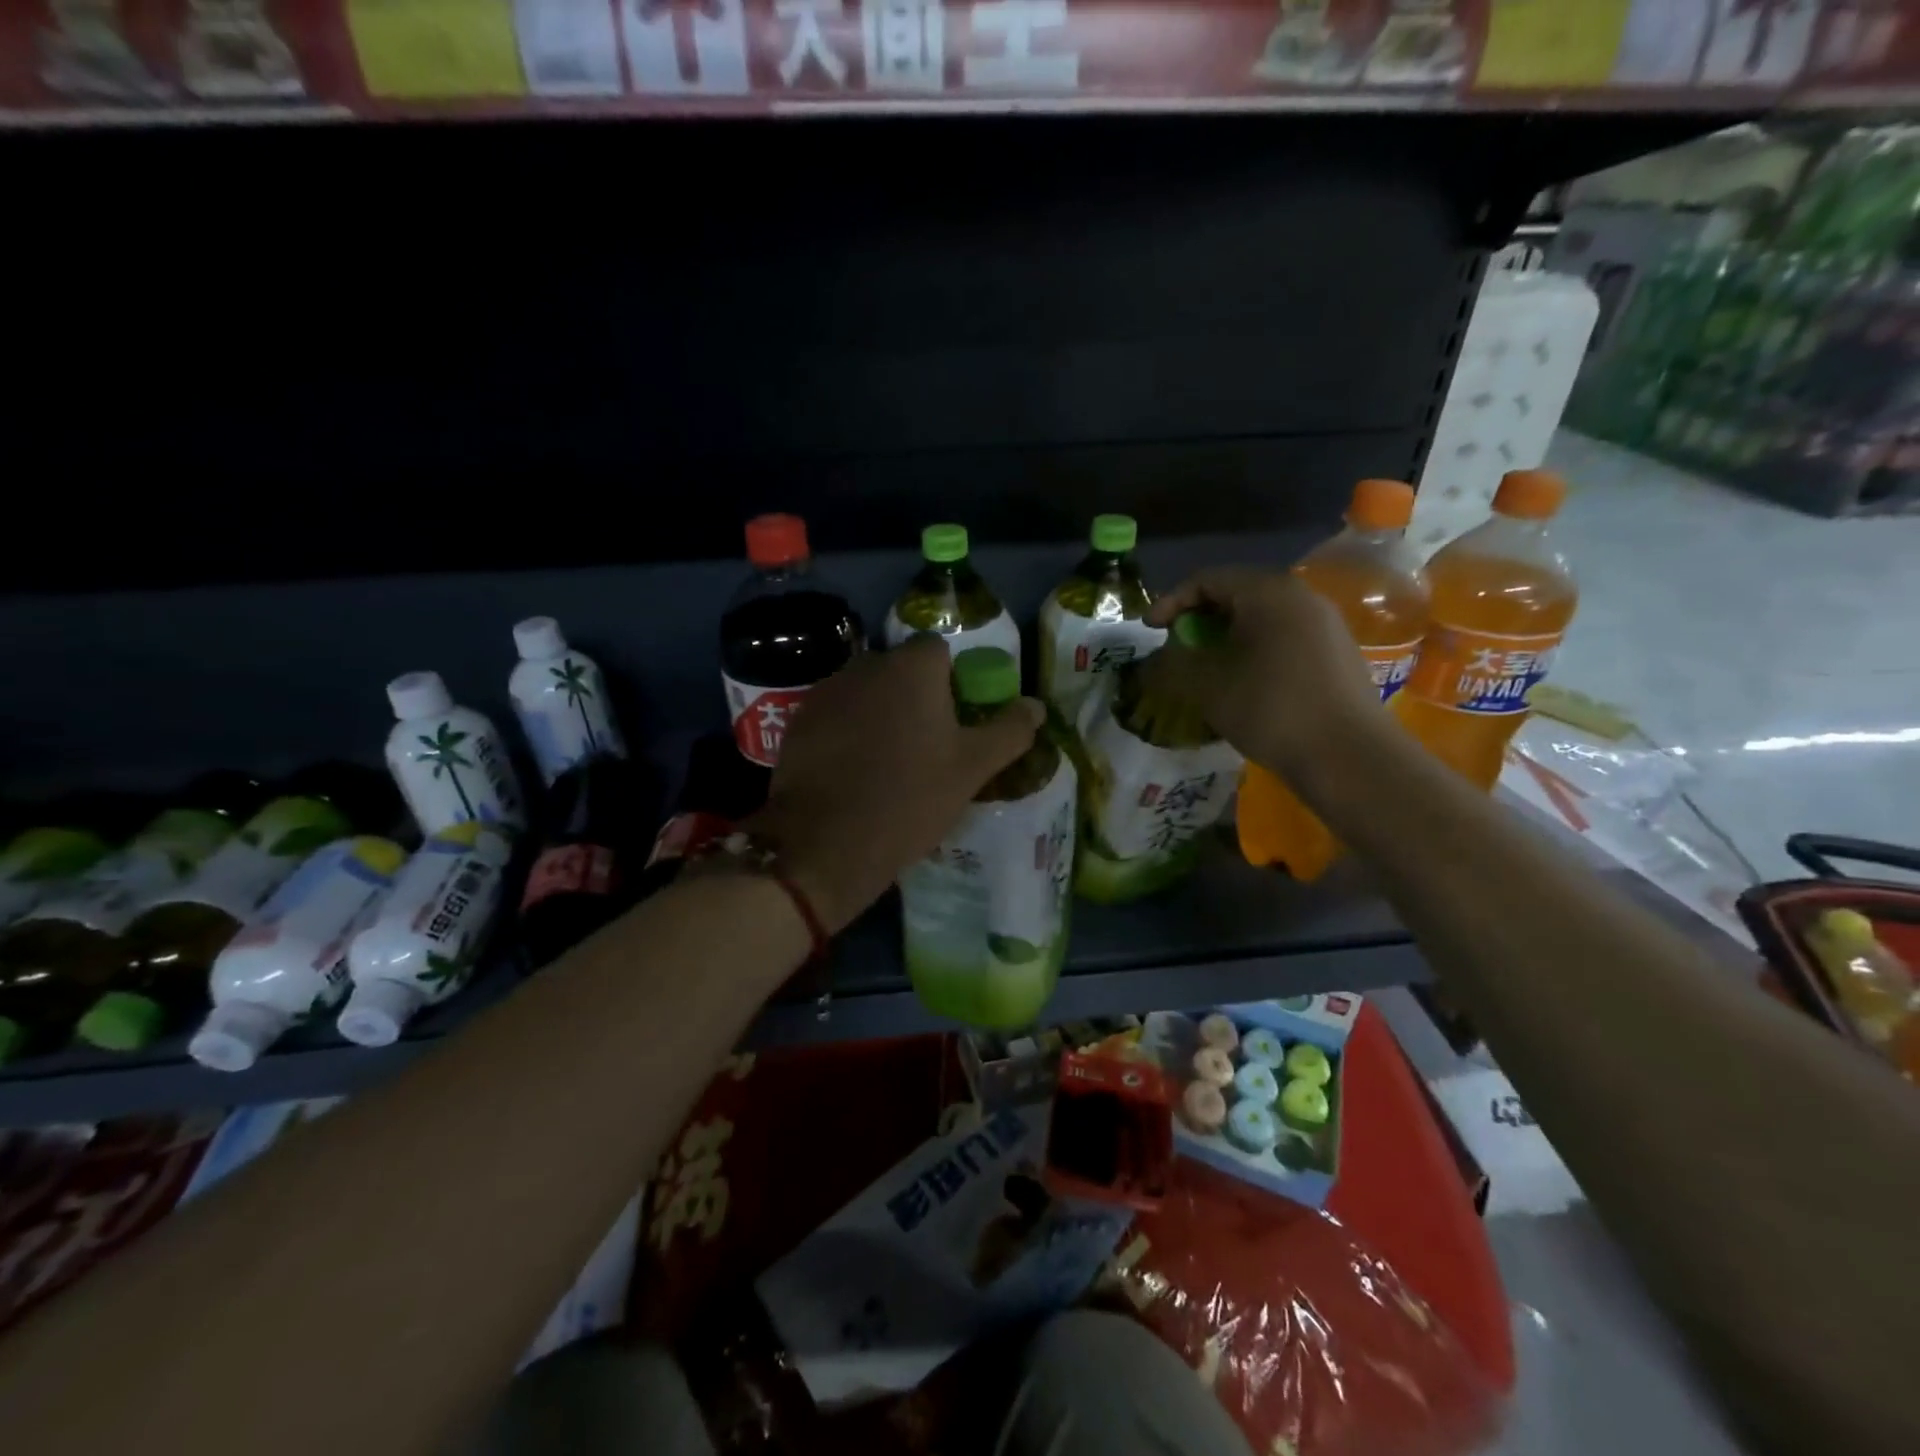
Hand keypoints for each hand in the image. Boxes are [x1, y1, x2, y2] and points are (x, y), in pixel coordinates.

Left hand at [746, 636, 1044, 933]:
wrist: (825, 843)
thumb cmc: (910, 798)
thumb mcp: (972, 768)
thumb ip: (1009, 731)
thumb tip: (1036, 706)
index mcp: (912, 668)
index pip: (939, 652)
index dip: (952, 683)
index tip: (956, 722)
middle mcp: (866, 665)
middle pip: (901, 671)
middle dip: (915, 698)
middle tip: (926, 746)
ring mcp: (827, 691)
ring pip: (866, 693)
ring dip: (879, 714)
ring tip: (887, 763)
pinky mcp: (798, 721)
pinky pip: (836, 716)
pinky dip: (848, 732)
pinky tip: (852, 772)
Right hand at [1144, 566, 1383, 777]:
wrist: (1349, 756)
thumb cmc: (1271, 709)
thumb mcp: (1208, 686)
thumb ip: (1174, 663)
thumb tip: (1159, 658)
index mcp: (1267, 592)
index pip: (1207, 579)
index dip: (1171, 602)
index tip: (1149, 631)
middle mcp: (1300, 596)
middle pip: (1237, 593)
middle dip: (1199, 618)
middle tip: (1176, 646)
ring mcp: (1325, 623)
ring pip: (1262, 617)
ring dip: (1227, 636)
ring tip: (1206, 666)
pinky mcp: (1337, 652)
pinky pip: (1284, 636)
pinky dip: (1254, 649)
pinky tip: (1244, 681)